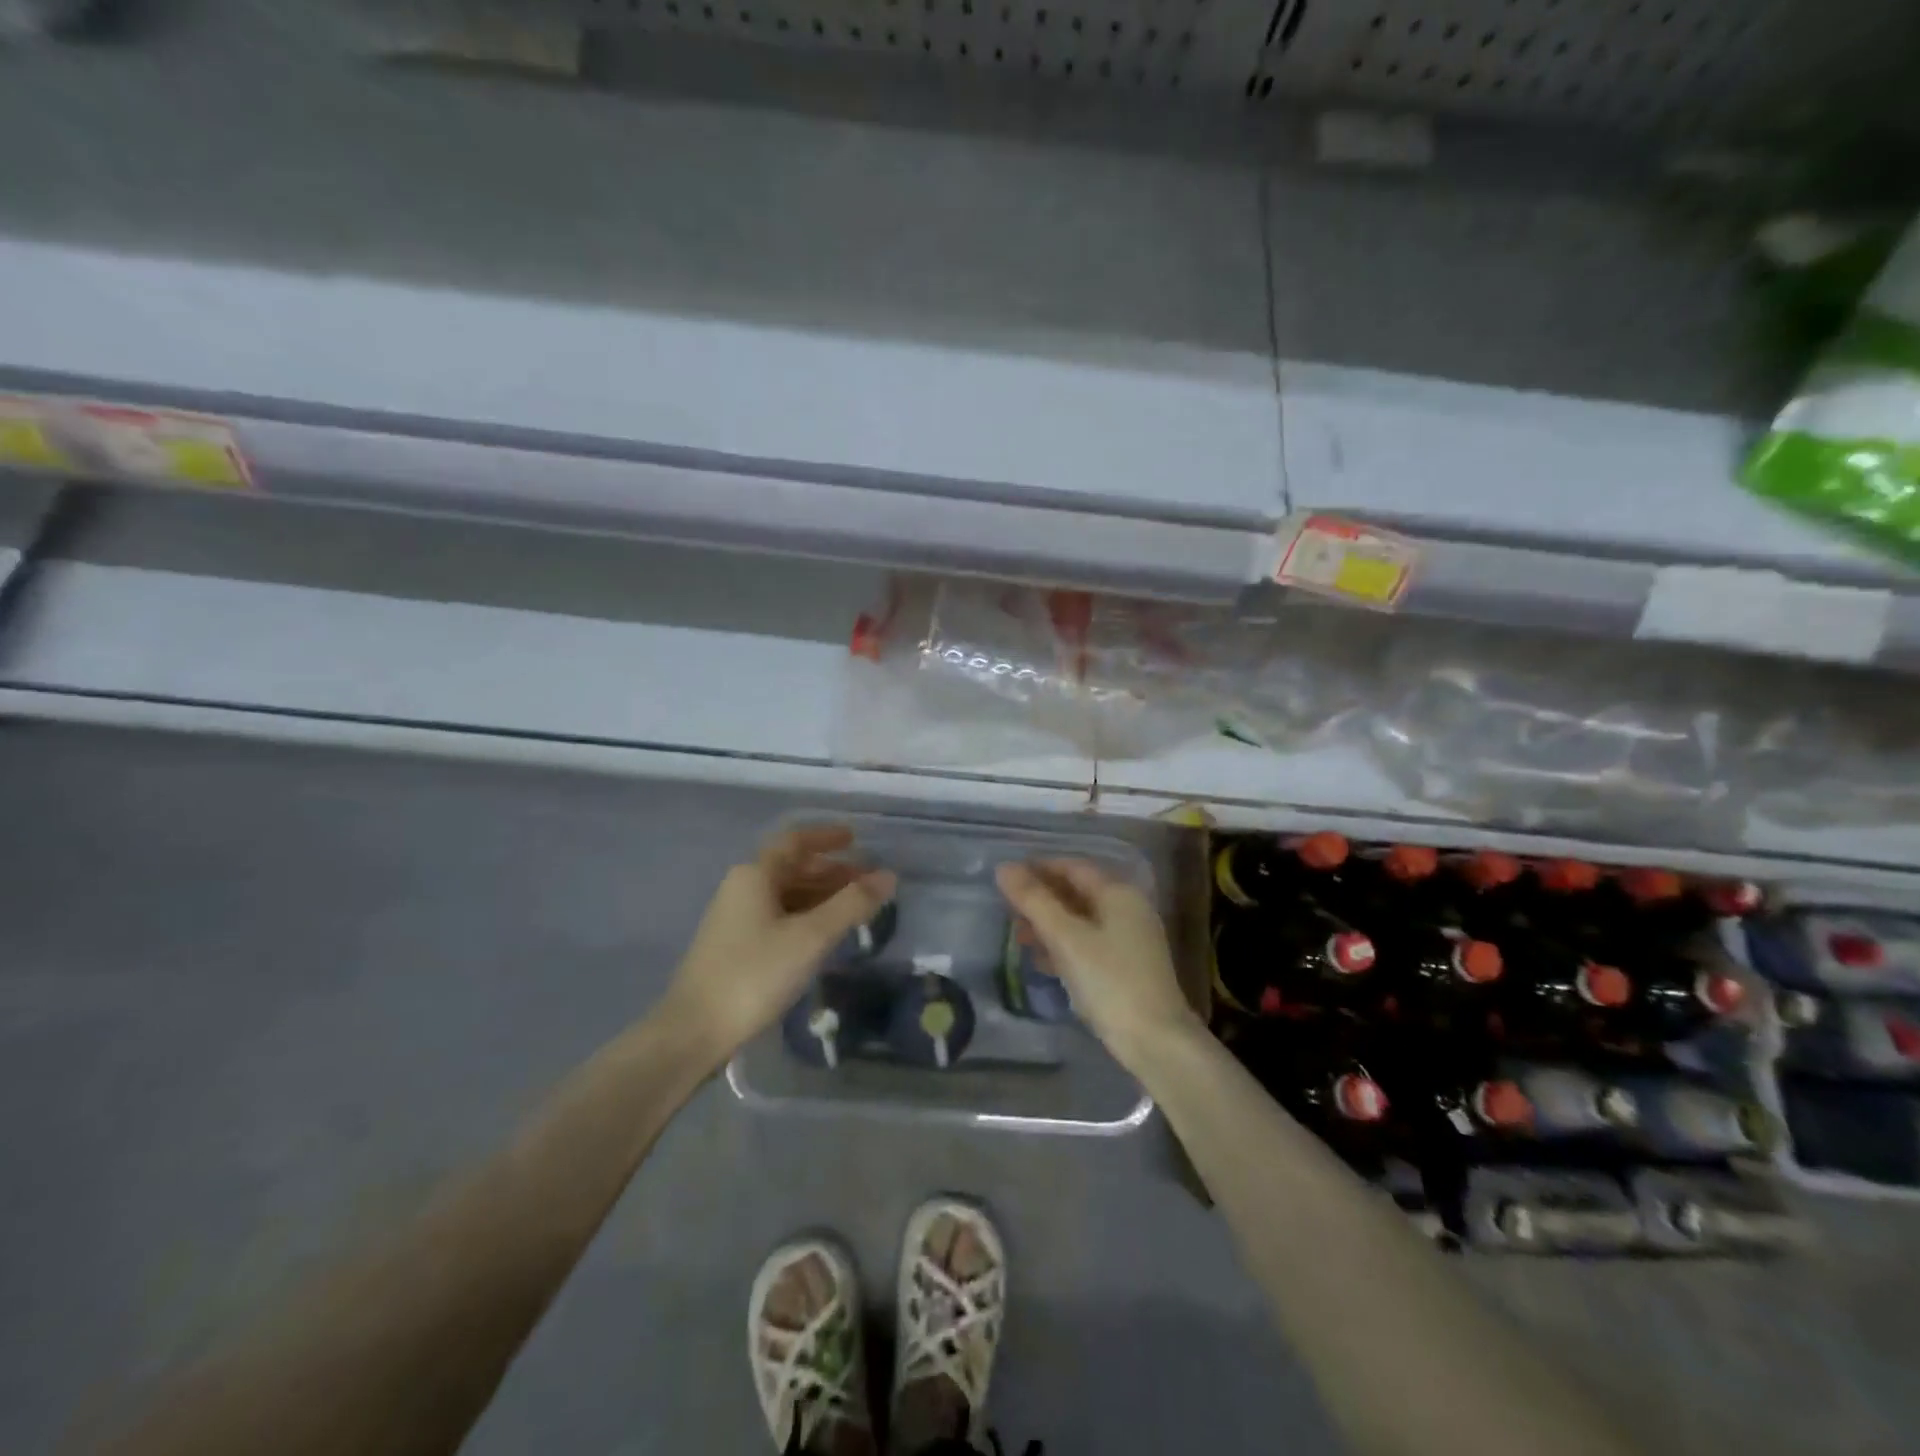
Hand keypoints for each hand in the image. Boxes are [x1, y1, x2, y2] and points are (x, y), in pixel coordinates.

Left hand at [664, 826, 896, 1065]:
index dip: (827, 837)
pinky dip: (806, 916)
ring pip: (786, 894)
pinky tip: (824, 935)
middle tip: (867, 882)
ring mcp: (735, 918)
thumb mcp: (811, 937)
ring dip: (820, 895)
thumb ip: (852, 904)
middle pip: (793, 867)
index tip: (856, 839)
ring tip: (854, 909)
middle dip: (831, 871)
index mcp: (755, 874)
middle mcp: (742, 887)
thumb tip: (888, 876)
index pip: (796, 841)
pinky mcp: (734, 946)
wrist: (693, 1032)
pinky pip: (778, 916)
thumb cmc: (754, 974)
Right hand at [994, 858, 1200, 1073]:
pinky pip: (1088, 945)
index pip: (1073, 867)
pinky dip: (1064, 947)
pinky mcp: (1126, 968)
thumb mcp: (1066, 938)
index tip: (1006, 877)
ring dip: (1049, 925)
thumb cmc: (1109, 981)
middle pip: (1077, 893)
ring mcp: (1129, 940)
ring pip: (1081, 921)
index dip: (1039, 868)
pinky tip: (1041, 961)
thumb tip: (1004, 868)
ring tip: (1018, 937)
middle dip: (1042, 899)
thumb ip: (1034, 901)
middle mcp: (1127, 910)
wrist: (1155, 1041)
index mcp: (1118, 893)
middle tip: (1007, 910)